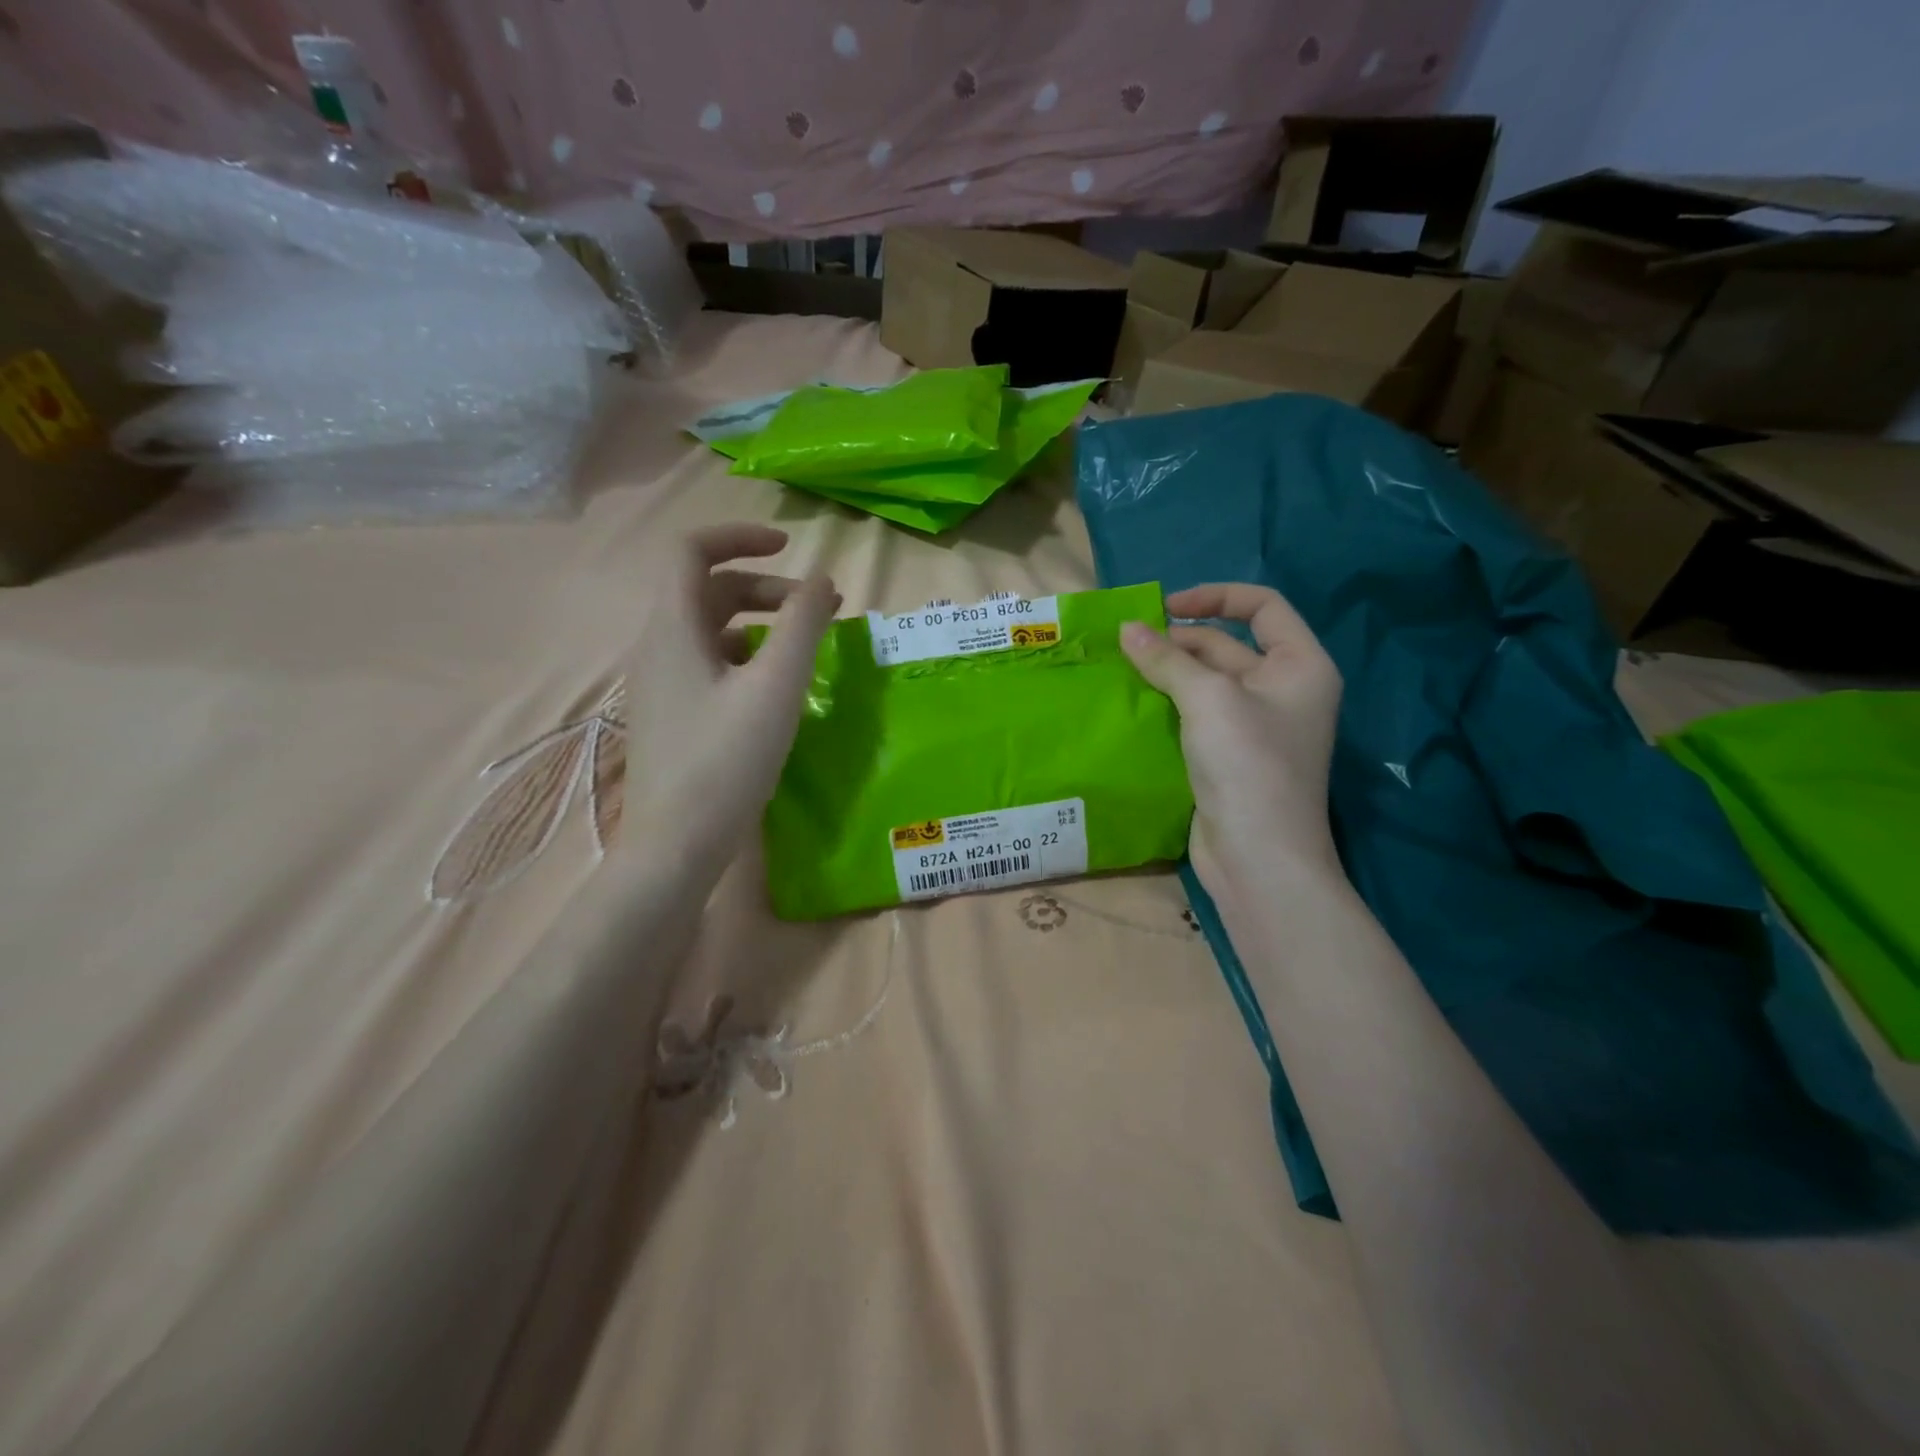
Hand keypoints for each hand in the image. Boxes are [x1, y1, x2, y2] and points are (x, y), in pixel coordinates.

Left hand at [620, 523, 837, 879]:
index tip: (789, 547)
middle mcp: (658, 646)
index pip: (691, 550)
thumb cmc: (726, 762)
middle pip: (707, 589)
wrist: (675, 846)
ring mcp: (661, 682)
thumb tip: (821, 579)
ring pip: (710, 627)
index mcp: (672, 627)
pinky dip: (746, 654)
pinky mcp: (672, 714)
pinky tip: (775, 684)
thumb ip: (802, 626)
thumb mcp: (775, 688)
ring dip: (758, 621)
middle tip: (817, 607)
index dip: (739, 536)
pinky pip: (709, 662)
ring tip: (804, 644)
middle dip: (764, 586)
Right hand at [1120, 584, 1342, 900]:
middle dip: (1179, 641)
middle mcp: (1282, 689)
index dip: (1215, 597)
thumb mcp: (1209, 699)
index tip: (1165, 608)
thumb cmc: (1248, 764)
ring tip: (1121, 667)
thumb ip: (1167, 659)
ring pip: (1206, 682)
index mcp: (1299, 665)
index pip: (1262, 606)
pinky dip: (1167, 704)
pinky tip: (1132, 702)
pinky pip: (1195, 715)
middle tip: (1127, 644)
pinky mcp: (1228, 755)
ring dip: (1167, 672)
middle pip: (1227, 645)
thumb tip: (1127, 628)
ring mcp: (1255, 726)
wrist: (1258, 857)